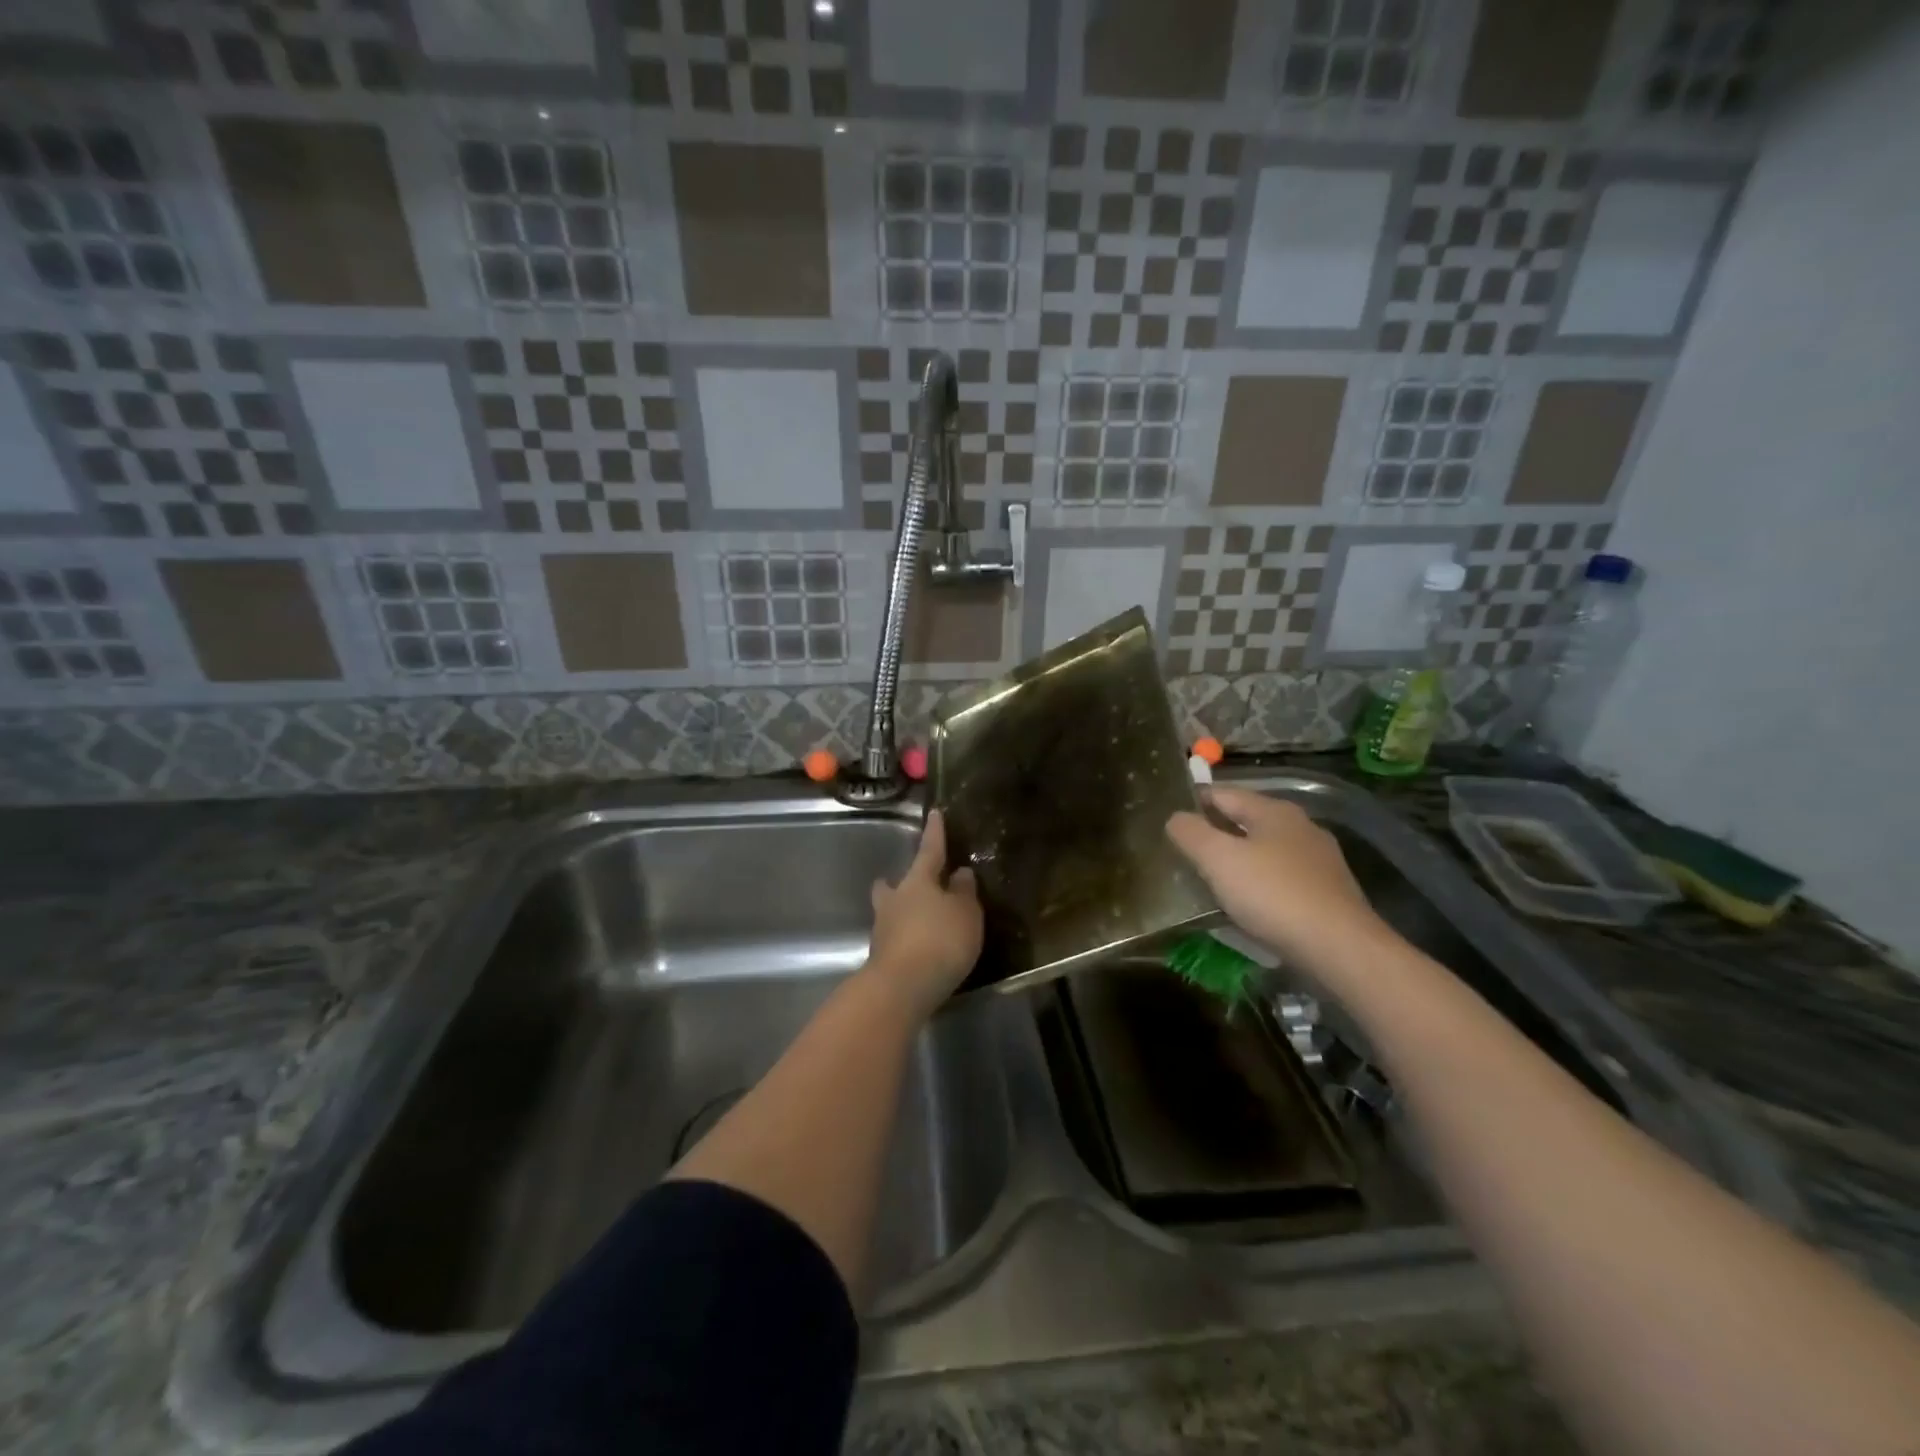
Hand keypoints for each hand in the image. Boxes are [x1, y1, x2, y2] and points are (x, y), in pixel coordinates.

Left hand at [866, 809, 981, 1018]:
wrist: (902, 987)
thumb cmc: (939, 940)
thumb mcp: (966, 914)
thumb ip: (964, 892)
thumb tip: (960, 873)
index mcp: (918, 881)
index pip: (929, 850)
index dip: (935, 833)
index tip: (934, 813)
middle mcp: (895, 900)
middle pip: (893, 884)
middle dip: (898, 882)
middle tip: (912, 883)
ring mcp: (883, 929)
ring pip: (889, 911)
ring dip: (901, 912)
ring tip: (918, 919)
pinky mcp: (881, 957)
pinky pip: (894, 937)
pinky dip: (905, 937)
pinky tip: (918, 947)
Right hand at [1166, 787, 1387, 983]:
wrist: (1340, 948)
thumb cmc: (1273, 894)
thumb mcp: (1218, 859)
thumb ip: (1191, 833)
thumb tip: (1175, 817)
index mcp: (1273, 810)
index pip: (1222, 793)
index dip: (1192, 802)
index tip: (1168, 820)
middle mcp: (1300, 826)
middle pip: (1245, 820)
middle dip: (1215, 833)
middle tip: (1182, 852)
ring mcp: (1318, 860)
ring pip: (1264, 851)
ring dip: (1237, 861)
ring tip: (1209, 881)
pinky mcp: (1327, 892)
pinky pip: (1281, 878)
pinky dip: (1259, 885)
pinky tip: (1246, 905)